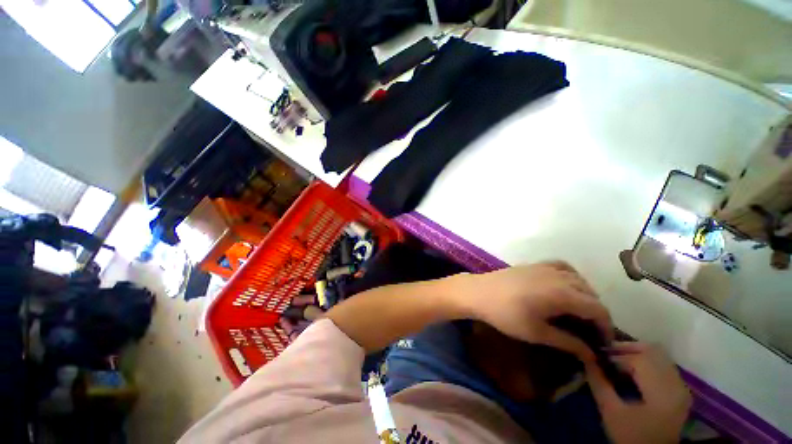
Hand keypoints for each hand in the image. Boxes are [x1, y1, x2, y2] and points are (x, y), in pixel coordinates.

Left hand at [455, 262, 612, 361]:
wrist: (478, 292)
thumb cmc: (506, 315)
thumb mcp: (537, 333)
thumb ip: (568, 342)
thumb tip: (592, 354)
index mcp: (563, 294)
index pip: (598, 309)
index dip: (605, 327)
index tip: (602, 343)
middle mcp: (559, 276)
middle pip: (591, 293)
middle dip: (596, 312)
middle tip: (590, 331)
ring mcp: (545, 266)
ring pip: (578, 279)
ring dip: (585, 295)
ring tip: (579, 311)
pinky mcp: (534, 264)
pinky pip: (562, 266)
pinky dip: (571, 276)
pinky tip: (564, 287)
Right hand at [587, 342, 691, 443]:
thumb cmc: (631, 436)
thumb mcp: (610, 412)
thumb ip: (598, 383)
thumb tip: (585, 357)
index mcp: (661, 392)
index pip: (638, 360)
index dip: (615, 356)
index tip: (597, 358)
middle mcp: (676, 385)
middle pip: (652, 351)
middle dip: (626, 348)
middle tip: (606, 352)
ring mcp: (681, 387)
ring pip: (660, 354)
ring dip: (636, 352)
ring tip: (617, 358)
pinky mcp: (680, 390)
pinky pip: (664, 363)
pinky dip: (646, 359)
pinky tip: (632, 368)